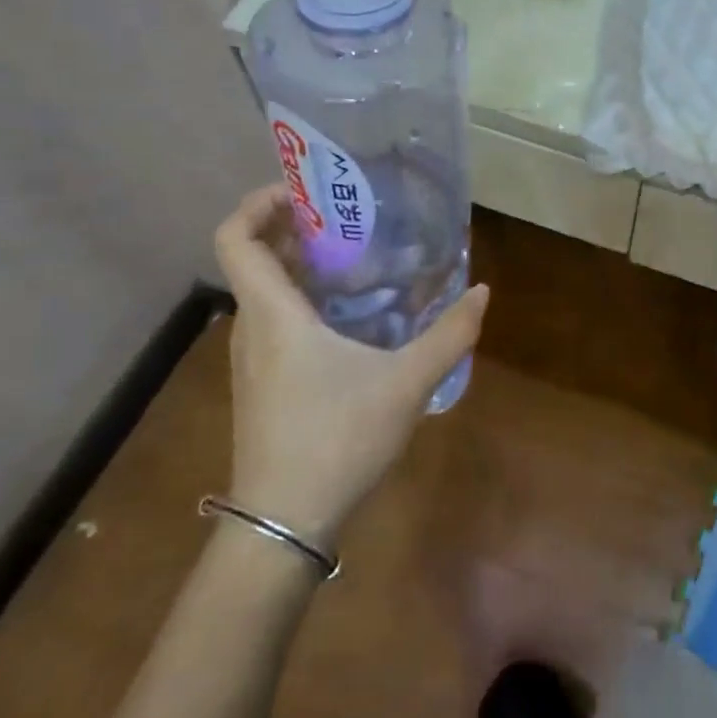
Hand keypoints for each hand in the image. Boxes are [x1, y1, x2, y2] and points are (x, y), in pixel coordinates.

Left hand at [213, 185, 487, 547]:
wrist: (283, 526)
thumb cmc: (337, 441)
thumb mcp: (407, 383)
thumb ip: (449, 335)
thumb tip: (481, 291)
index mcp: (273, 314)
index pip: (234, 237)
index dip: (258, 202)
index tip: (302, 191)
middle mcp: (252, 328)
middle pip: (252, 257)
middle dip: (292, 227)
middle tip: (346, 215)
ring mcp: (252, 359)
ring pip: (263, 291)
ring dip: (298, 264)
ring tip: (353, 256)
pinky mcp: (261, 384)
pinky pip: (272, 320)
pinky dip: (300, 298)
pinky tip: (347, 316)